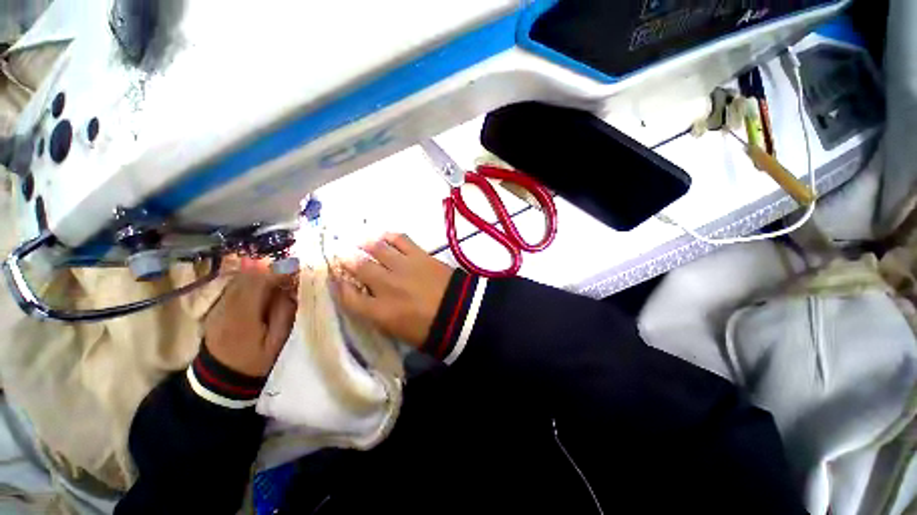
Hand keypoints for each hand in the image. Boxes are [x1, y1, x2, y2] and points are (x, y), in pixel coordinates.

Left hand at [203, 260, 297, 376]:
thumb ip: (284, 314)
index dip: (279, 272)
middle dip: (271, 269)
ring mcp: (218, 306)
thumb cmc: (254, 362)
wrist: (219, 378)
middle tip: (292, 272)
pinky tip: (264, 288)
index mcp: (243, 316)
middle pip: (248, 276)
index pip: (259, 283)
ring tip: (280, 279)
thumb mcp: (277, 342)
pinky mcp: (216, 307)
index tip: (297, 269)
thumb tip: (291, 289)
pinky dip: (252, 282)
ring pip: (240, 279)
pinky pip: (235, 286)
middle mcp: (226, 306)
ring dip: (262, 274)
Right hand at [334, 233, 451, 346]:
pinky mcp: (419, 255)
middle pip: (358, 267)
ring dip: (365, 244)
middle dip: (348, 260)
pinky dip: (390, 236)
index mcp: (380, 312)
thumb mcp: (399, 332)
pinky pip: (400, 239)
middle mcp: (386, 285)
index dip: (340, 288)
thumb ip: (380, 316)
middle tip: (346, 256)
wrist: (461, 313)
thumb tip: (370, 301)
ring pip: (376, 249)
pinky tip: (384, 236)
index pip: (348, 298)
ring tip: (361, 242)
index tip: (339, 281)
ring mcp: (403, 267)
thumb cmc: (430, 330)